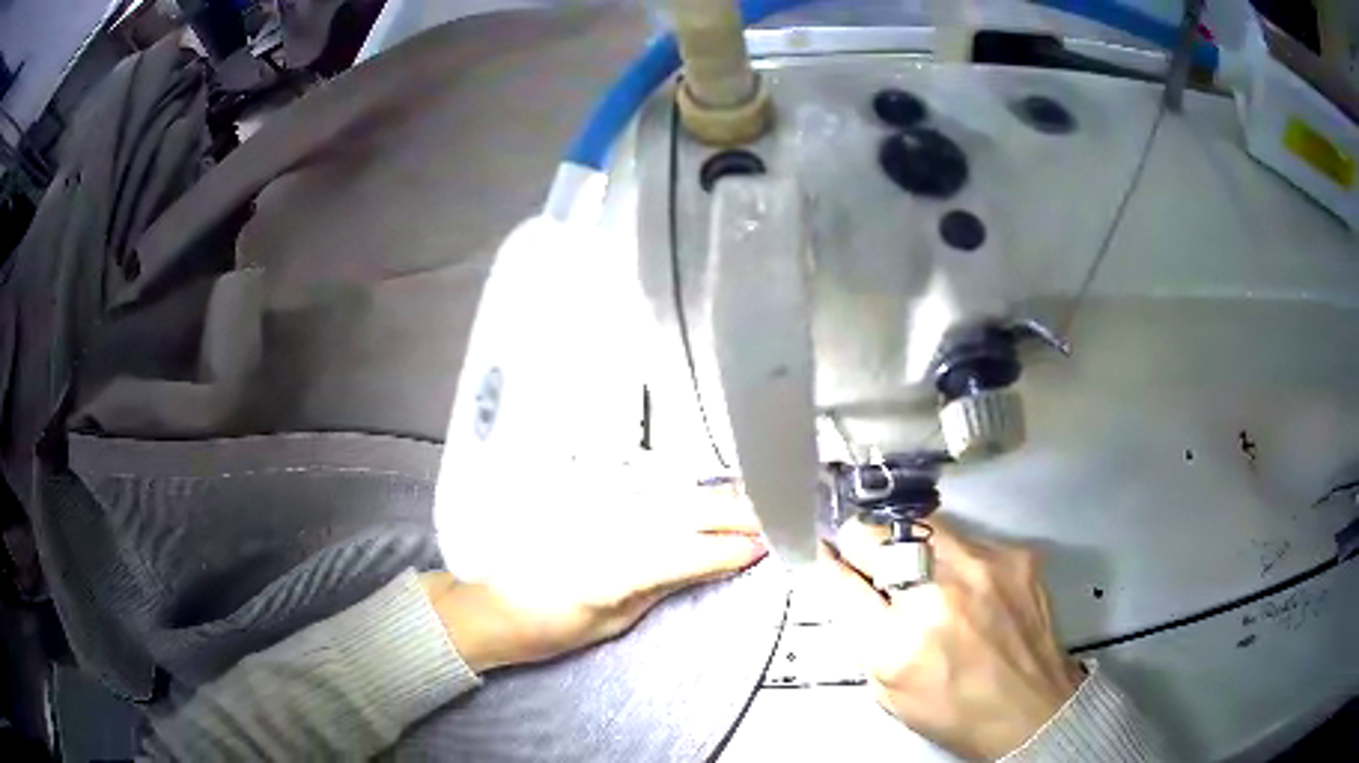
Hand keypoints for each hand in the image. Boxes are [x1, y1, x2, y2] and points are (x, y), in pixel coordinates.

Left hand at [420, 484, 766, 671]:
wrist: (483, 600)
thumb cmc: (544, 624)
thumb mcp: (612, 622)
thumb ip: (665, 583)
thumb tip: (717, 561)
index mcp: (610, 568)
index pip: (690, 549)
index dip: (733, 547)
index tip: (764, 546)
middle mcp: (599, 522)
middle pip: (684, 507)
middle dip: (736, 509)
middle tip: (773, 512)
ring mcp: (584, 497)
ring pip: (666, 484)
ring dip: (711, 490)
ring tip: (747, 495)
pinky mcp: (574, 485)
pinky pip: (636, 475)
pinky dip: (673, 480)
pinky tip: (694, 483)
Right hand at [822, 518, 1083, 761]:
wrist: (1032, 708)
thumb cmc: (954, 710)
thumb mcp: (888, 691)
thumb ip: (862, 634)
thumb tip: (845, 582)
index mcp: (895, 643)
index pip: (838, 579)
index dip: (828, 563)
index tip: (829, 555)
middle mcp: (937, 595)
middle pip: (874, 535)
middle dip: (864, 547)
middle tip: (873, 563)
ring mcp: (981, 566)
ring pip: (918, 524)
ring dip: (910, 546)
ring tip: (924, 573)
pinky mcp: (1013, 554)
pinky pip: (965, 537)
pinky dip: (955, 556)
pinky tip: (968, 586)